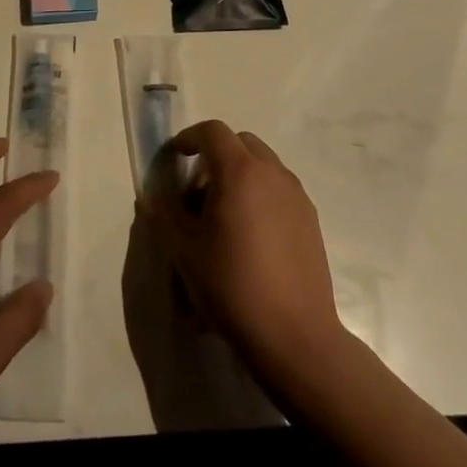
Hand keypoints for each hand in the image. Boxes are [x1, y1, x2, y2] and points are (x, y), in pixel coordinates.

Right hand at [141, 121, 344, 384]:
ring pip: (263, 165)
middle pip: (241, 142)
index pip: (212, 132)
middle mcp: (272, 173)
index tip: (175, 158)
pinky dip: (260, 194)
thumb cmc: (231, 286)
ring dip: (239, 175)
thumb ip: (165, 214)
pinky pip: (279, 189)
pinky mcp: (310, 219)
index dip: (189, 138)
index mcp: (240, 172)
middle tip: (197, 192)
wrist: (293, 334)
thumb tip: (155, 195)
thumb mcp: (184, 251)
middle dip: (215, 155)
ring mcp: (296, 195)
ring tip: (223, 217)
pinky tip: (250, 236)